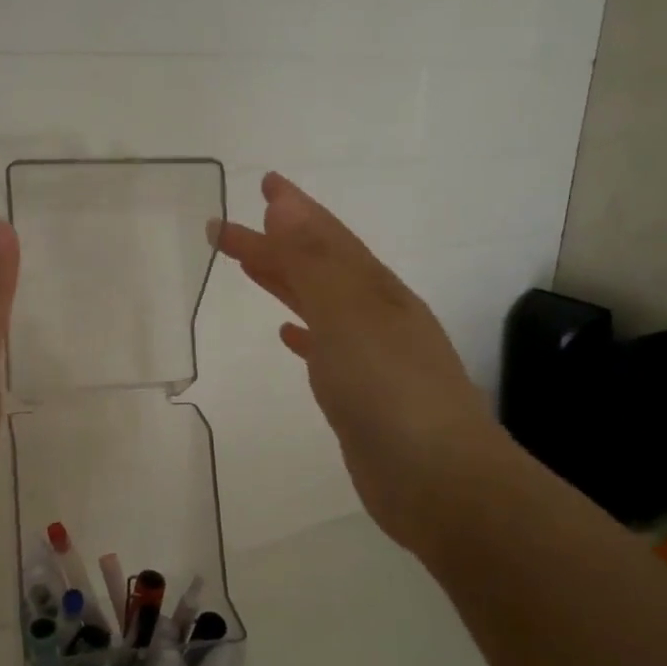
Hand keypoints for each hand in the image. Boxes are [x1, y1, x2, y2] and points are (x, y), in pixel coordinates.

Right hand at [217, 172, 500, 557]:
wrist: (438, 481)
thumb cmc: (390, 390)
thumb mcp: (348, 315)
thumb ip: (314, 262)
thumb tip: (285, 206)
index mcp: (374, 290)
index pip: (326, 238)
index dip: (294, 210)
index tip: (263, 184)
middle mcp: (375, 315)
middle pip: (316, 267)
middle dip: (275, 244)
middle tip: (228, 229)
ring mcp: (371, 356)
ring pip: (318, 304)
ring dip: (285, 282)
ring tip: (251, 267)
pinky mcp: (361, 395)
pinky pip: (324, 349)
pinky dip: (303, 333)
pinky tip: (287, 335)